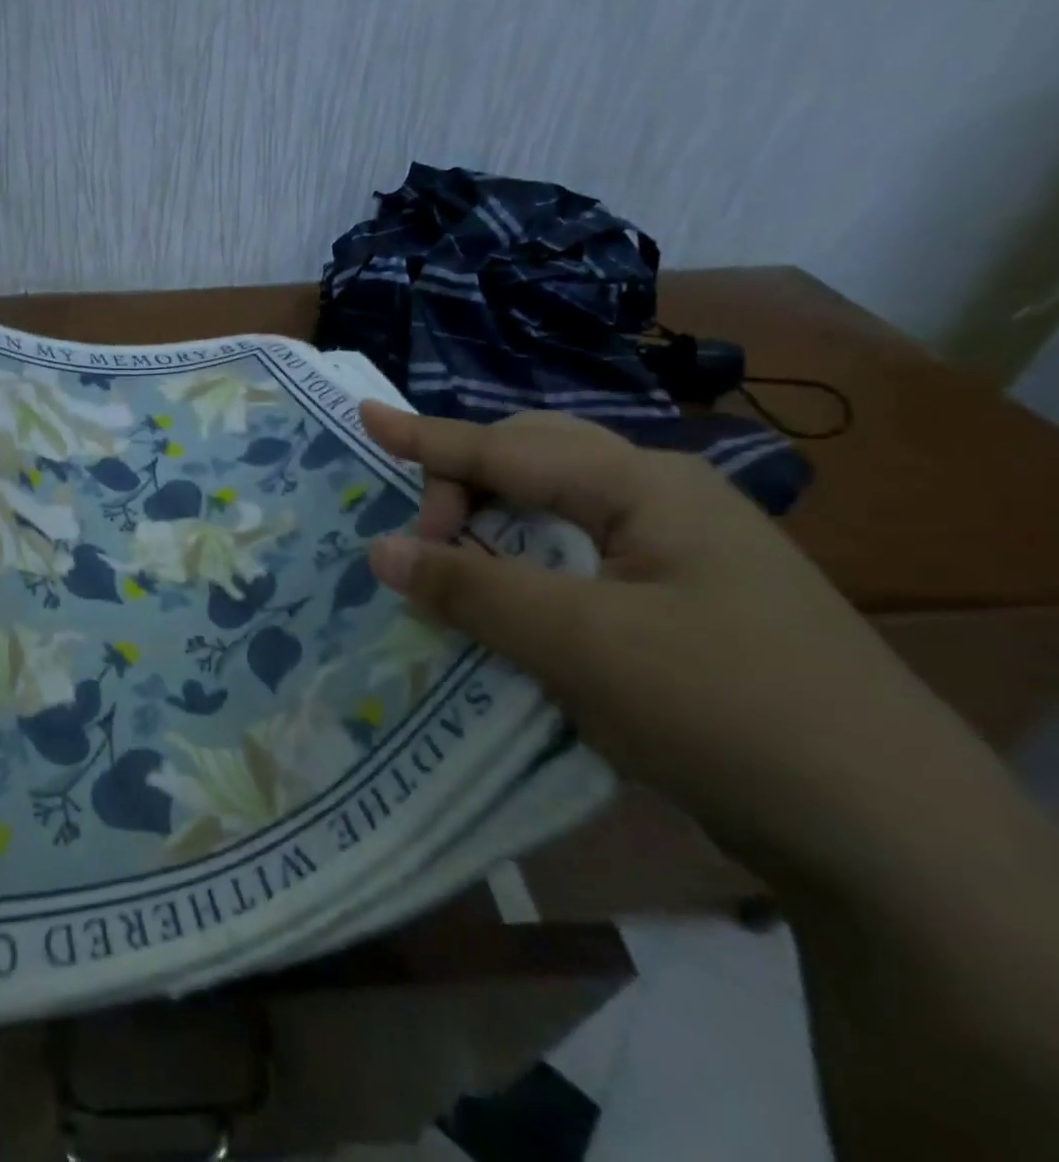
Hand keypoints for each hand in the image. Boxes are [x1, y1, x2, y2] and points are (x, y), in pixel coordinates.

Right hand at [357, 403, 979, 873]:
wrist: (888, 833)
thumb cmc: (723, 707)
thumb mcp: (580, 643)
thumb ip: (472, 589)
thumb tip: (379, 549)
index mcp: (644, 486)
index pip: (507, 448)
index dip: (427, 436)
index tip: (364, 418)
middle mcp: (661, 501)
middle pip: (533, 463)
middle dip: (462, 486)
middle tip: (419, 543)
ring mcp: (675, 553)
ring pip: (553, 513)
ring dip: (490, 531)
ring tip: (447, 568)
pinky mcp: (677, 603)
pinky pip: (575, 562)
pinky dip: (522, 570)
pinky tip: (504, 604)